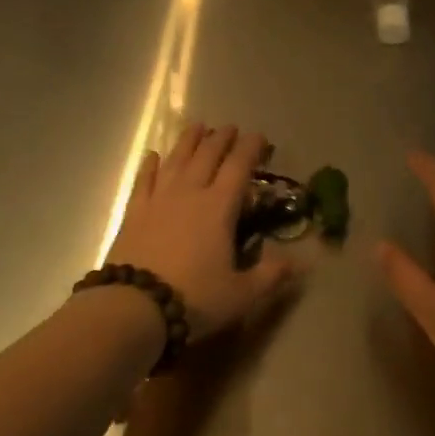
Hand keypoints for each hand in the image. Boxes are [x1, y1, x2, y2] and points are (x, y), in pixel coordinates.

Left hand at [107, 123, 293, 341]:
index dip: (251, 148)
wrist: (134, 308)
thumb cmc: (194, 298)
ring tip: (197, 127)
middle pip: (207, 155)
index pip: (239, 167)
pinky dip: (149, 165)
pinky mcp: (134, 212)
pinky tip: (152, 155)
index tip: (259, 137)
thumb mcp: (241, 294)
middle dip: (222, 139)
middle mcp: (190, 193)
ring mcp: (159, 199)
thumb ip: (271, 275)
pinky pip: (144, 180)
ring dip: (189, 141)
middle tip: (230, 128)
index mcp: (219, 207)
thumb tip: (301, 262)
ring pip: (176, 160)